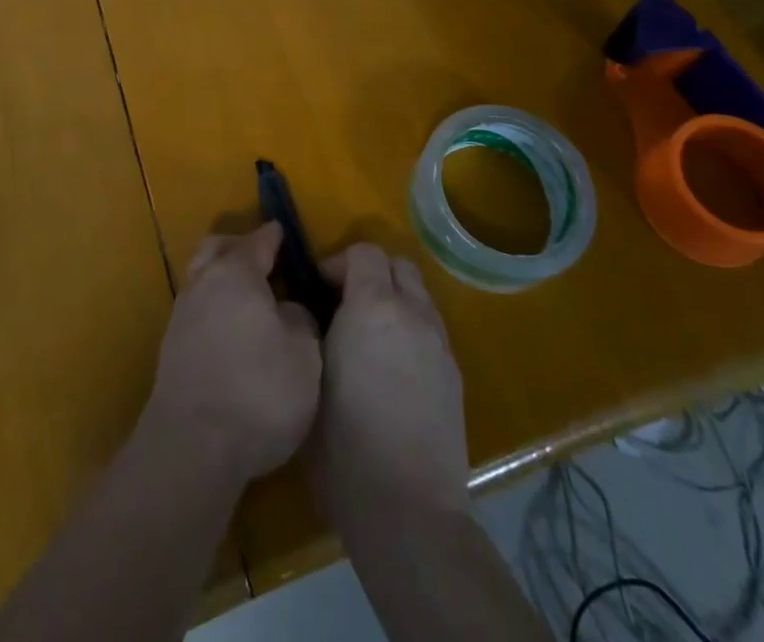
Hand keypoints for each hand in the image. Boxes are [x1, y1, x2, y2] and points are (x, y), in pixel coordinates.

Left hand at [141, 224, 322, 483]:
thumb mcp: (304, 353)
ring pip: (202, 280)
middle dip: (238, 247)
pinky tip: (231, 332)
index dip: (273, 236)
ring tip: (249, 299)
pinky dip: (214, 310)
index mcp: (236, 272)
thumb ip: (299, 318)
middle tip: (263, 260)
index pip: (258, 241)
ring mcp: (181, 316)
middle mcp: (203, 284)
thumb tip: (285, 309)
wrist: (192, 446)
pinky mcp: (171, 351)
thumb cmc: (258, 389)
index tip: (283, 232)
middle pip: (217, 250)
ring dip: (222, 280)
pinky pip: (197, 312)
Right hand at [309, 243, 469, 528]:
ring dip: (394, 300)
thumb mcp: (309, 376)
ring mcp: (439, 344)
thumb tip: (313, 316)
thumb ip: (312, 330)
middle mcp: (413, 314)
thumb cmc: (343, 444)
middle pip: (399, 265)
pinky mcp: (455, 375)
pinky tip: (392, 368)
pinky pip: (431, 330)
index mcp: (374, 307)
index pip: (365, 252)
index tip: (318, 290)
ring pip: (419, 296)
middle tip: (345, 304)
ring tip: (370, 336)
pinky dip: (410, 330)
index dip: (338, 262)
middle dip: (371, 273)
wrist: (407, 510)